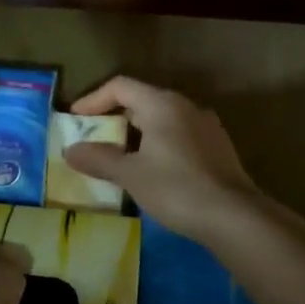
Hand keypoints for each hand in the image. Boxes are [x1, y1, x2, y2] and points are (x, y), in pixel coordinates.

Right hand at [63, 76, 263, 243]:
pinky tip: (151, 171)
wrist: (234, 217)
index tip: (75, 119)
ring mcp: (206, 126)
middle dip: (114, 118)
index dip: (93, 99)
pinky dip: (157, 145)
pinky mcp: (217, 148)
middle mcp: (186, 106)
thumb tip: (70, 150)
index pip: (120, 86)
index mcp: (162, 104)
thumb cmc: (176, 188)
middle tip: (93, 140)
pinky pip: (178, 136)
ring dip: (136, 134)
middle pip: (141, 101)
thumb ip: (98, 159)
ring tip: (118, 158)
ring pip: (161, 120)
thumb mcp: (130, 174)